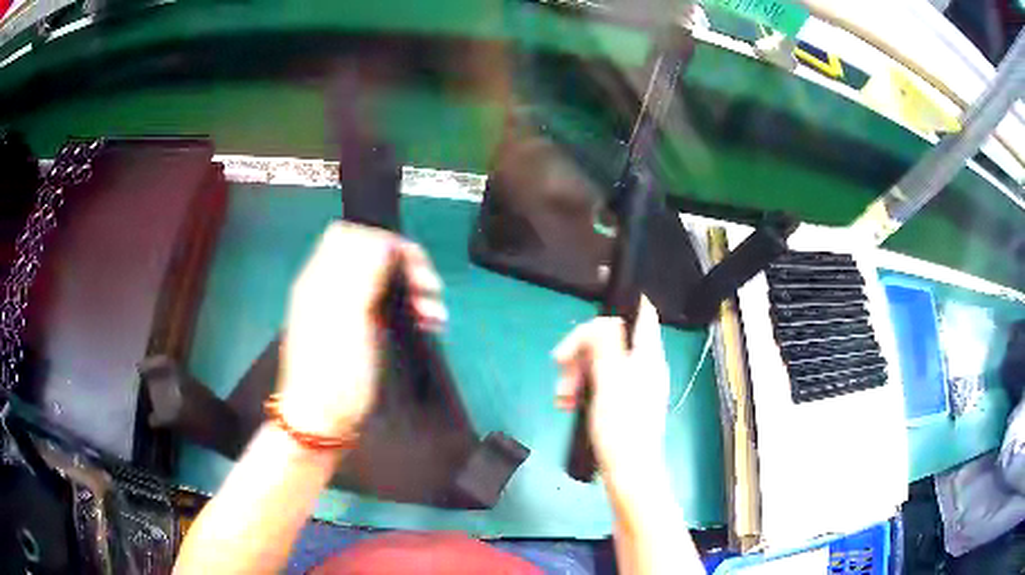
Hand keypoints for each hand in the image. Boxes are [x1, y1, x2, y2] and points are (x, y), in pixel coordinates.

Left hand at [277, 222, 445, 438]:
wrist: (322, 419)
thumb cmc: (334, 371)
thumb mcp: (347, 314)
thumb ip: (364, 269)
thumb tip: (386, 240)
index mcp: (322, 276)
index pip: (356, 233)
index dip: (387, 242)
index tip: (412, 269)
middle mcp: (332, 285)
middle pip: (373, 252)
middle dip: (406, 264)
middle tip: (428, 290)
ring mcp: (345, 307)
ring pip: (383, 277)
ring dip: (412, 286)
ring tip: (433, 313)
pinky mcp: (359, 328)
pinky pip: (385, 301)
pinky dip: (407, 305)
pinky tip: (425, 321)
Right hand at [553, 296, 670, 492]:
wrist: (630, 473)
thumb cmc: (622, 429)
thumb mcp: (609, 381)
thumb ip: (605, 345)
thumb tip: (601, 320)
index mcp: (647, 356)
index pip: (642, 313)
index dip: (620, 304)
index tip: (591, 314)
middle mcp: (643, 366)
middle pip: (611, 339)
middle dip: (582, 350)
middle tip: (561, 366)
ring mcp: (634, 386)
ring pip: (601, 362)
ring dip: (577, 373)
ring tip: (562, 395)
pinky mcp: (623, 404)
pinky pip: (600, 384)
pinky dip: (582, 389)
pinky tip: (568, 404)